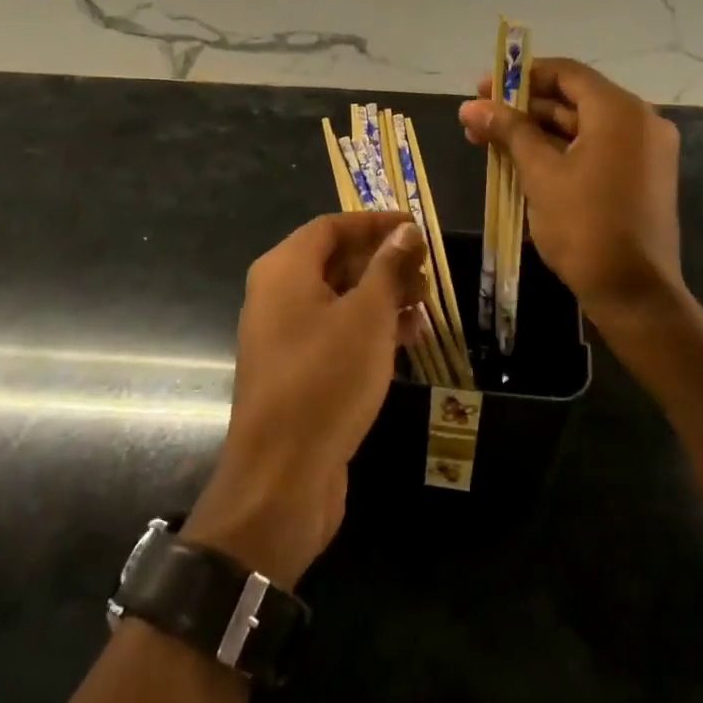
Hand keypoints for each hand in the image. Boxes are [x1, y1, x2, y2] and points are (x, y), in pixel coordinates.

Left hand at [184, 213, 427, 586]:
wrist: (281, 479)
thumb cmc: (326, 380)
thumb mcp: (367, 317)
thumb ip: (388, 268)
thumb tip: (406, 231)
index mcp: (284, 270)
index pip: (332, 226)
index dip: (375, 222)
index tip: (415, 227)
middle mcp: (277, 296)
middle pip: (334, 261)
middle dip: (383, 262)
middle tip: (426, 270)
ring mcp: (284, 337)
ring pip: (338, 299)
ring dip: (382, 297)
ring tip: (425, 305)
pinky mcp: (297, 372)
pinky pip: (335, 333)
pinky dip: (369, 329)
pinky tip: (409, 339)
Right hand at [458, 58, 683, 330]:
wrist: (634, 293)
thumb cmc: (584, 225)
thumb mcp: (540, 173)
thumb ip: (508, 131)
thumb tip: (470, 106)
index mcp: (620, 111)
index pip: (566, 73)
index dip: (521, 77)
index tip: (484, 88)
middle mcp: (640, 121)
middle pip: (573, 100)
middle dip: (523, 109)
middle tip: (479, 119)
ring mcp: (645, 151)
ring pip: (582, 128)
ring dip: (537, 132)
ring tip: (490, 143)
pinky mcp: (642, 178)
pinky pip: (596, 150)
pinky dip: (561, 152)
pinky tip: (521, 163)